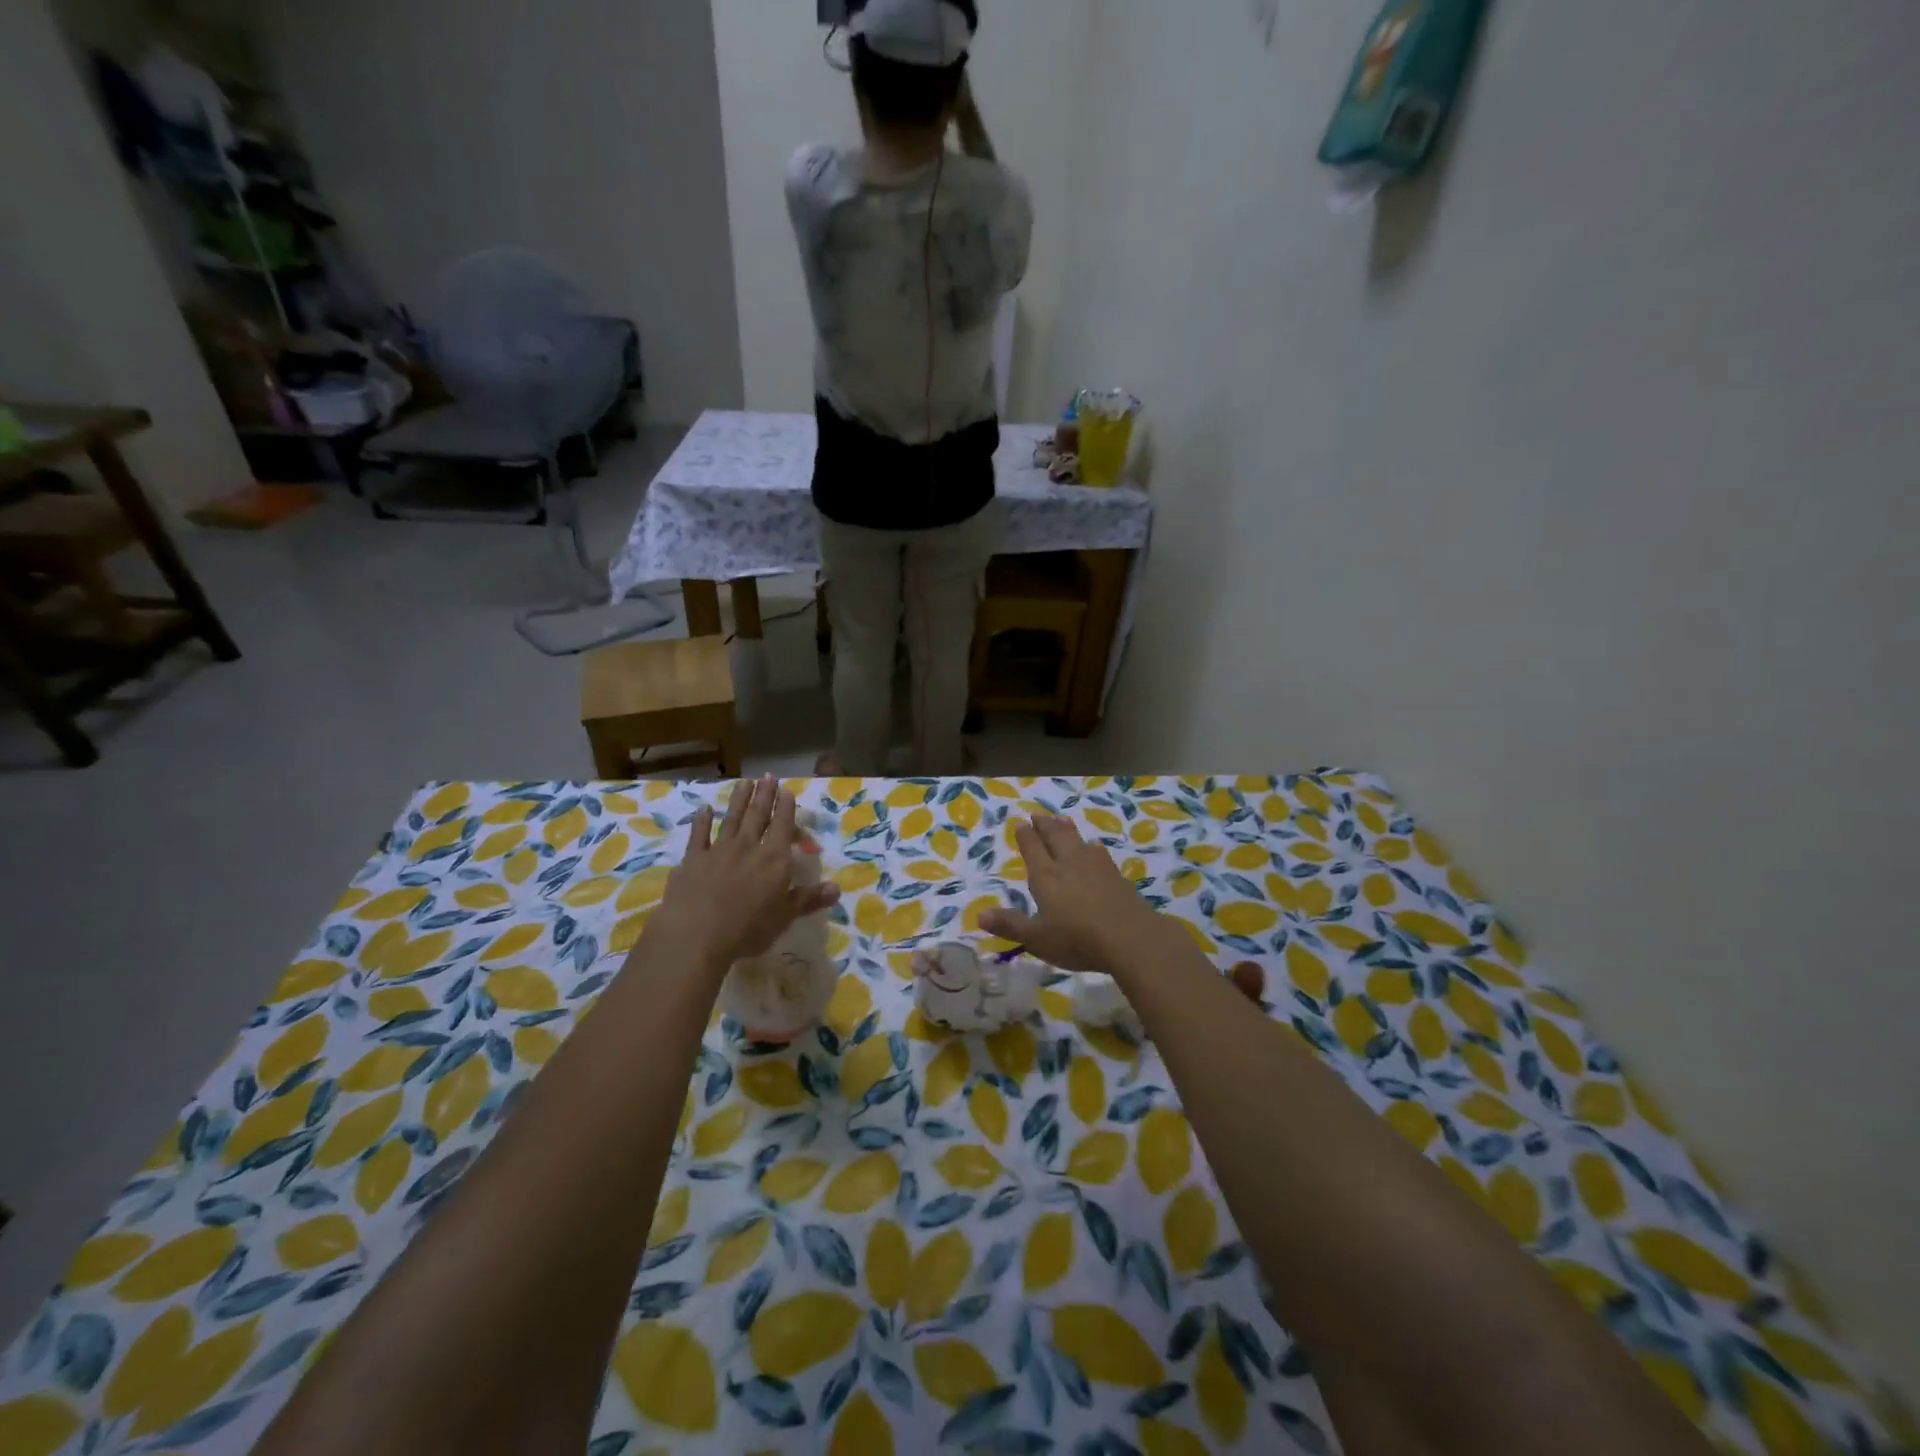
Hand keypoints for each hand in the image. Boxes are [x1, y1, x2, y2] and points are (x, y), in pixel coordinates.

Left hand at [642, 776, 840, 978]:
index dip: (786, 807)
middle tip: (768, 776)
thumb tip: (837, 888)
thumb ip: (808, 899)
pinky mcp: (693, 860)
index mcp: (774, 859)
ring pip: (732, 819)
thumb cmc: (747, 929)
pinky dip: (702, 820)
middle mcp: (748, 847)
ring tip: (745, 782)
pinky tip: (704, 808)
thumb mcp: (784, 917)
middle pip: (758, 815)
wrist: (695, 935)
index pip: (783, 826)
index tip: (787, 790)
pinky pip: (699, 835)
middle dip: (764, 795)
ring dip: (739, 800)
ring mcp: (718, 850)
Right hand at [980, 816, 1159, 974]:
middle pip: (1054, 836)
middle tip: (1037, 814)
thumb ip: (1010, 925)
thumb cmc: (1077, 939)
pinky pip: (1099, 852)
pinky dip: (1091, 845)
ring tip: (1061, 819)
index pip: (1032, 848)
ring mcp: (1095, 866)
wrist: (1130, 937)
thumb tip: (980, 914)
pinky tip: (1093, 846)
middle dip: (1044, 824)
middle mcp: (1068, 863)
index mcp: (1045, 876)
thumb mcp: (1037, 938)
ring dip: (1066, 828)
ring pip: (1077, 839)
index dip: (1025, 835)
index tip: (1020, 822)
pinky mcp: (1115, 874)